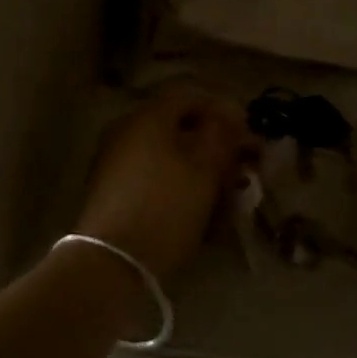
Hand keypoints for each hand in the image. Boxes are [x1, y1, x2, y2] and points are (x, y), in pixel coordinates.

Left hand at [75, 83, 258, 283]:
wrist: (112, 262)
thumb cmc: (166, 205)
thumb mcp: (205, 167)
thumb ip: (222, 133)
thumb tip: (230, 112)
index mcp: (148, 116)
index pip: (190, 95)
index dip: (223, 109)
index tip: (246, 134)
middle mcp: (126, 130)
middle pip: (177, 126)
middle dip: (212, 144)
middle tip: (238, 168)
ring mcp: (114, 161)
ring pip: (166, 154)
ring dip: (197, 169)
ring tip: (223, 196)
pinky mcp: (111, 192)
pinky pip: (152, 176)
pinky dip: (177, 186)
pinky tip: (197, 212)